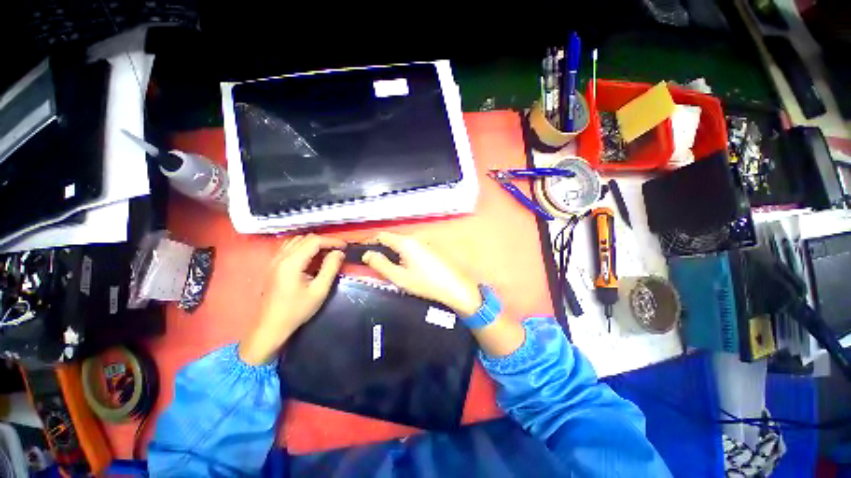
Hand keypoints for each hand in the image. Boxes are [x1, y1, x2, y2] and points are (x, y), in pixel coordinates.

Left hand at [239, 234, 345, 364]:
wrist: (271, 327)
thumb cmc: (297, 310)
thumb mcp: (319, 290)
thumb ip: (330, 268)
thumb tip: (339, 253)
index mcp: (291, 262)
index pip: (314, 241)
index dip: (332, 241)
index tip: (345, 247)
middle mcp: (281, 257)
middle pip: (305, 238)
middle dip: (324, 241)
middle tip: (338, 251)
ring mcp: (274, 260)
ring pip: (296, 241)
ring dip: (313, 243)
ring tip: (326, 253)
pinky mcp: (273, 266)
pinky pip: (289, 248)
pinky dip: (303, 247)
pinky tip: (311, 258)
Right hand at [362, 232, 481, 315]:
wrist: (454, 287)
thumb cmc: (425, 283)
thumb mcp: (399, 277)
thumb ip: (381, 264)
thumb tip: (367, 254)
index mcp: (405, 242)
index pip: (381, 235)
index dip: (370, 242)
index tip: (363, 253)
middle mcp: (415, 238)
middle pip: (392, 240)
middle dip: (382, 250)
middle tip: (376, 266)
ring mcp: (424, 243)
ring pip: (402, 245)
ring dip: (393, 254)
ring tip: (391, 269)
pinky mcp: (430, 249)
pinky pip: (411, 248)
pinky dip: (404, 255)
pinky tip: (406, 269)